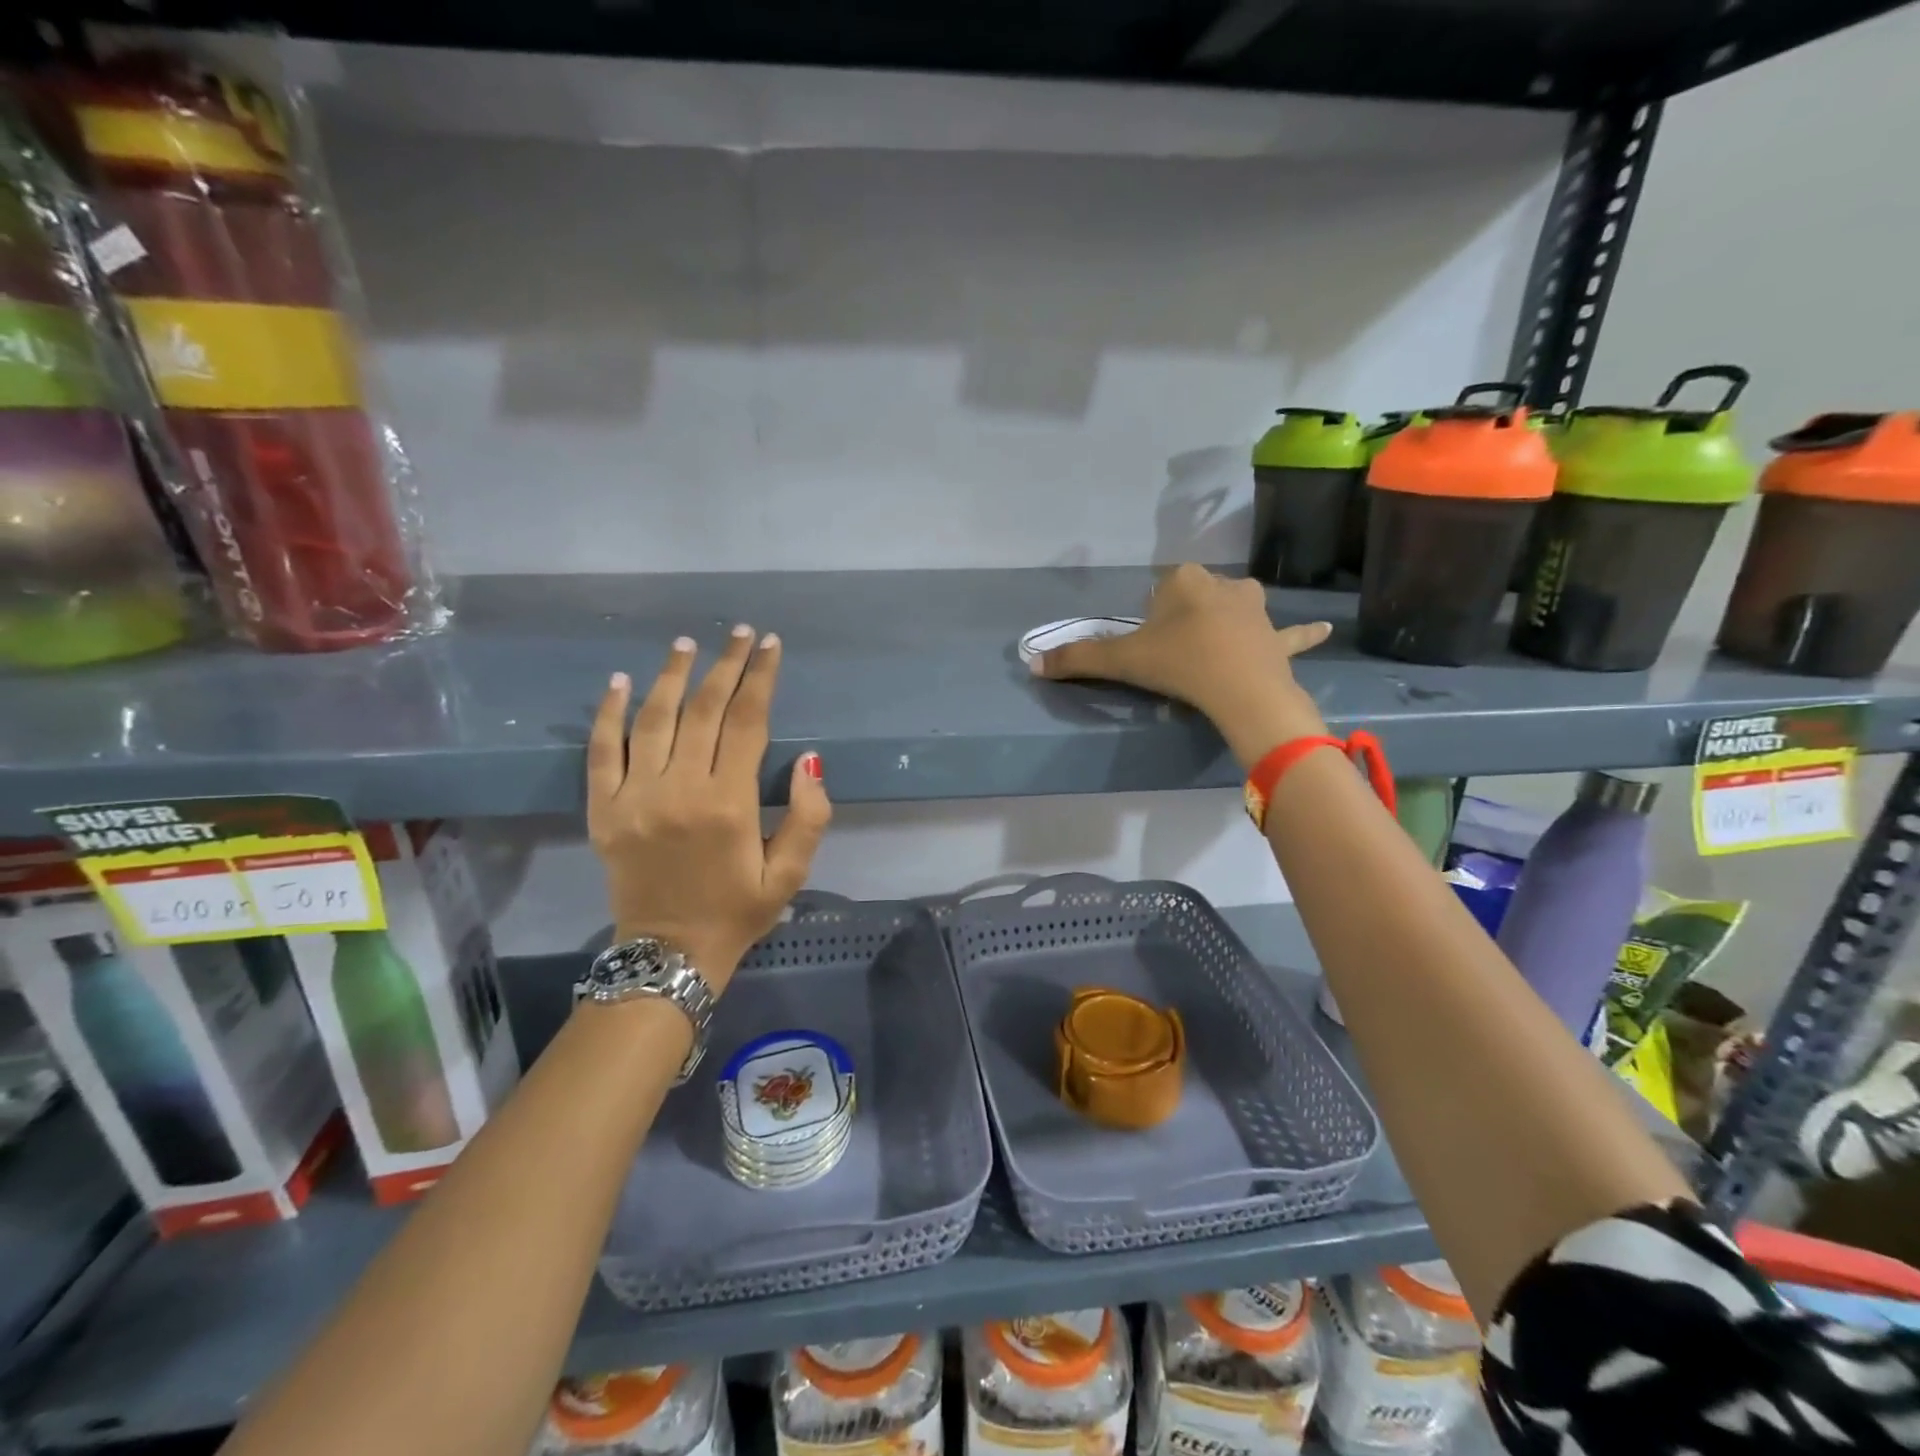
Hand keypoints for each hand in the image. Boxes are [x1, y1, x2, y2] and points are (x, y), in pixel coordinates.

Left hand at [587, 625, 832, 990]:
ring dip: (672, 675)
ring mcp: (635, 797)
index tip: (770, 646)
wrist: (668, 955)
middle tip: (740, 633)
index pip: (747, 722)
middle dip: (726, 665)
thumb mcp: (790, 874)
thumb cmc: (738, 912)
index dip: (761, 679)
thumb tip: (809, 760)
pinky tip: (622, 682)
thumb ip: (808, 817)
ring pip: (653, 719)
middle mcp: (680, 790)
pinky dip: (610, 713)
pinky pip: (601, 751)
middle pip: (703, 710)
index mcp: (729, 804)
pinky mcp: (604, 809)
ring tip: (688, 643)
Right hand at [1031, 564, 1330, 768]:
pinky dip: (1303, 633)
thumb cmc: (1179, 665)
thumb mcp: (1122, 662)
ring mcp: (1256, 609)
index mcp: (1184, 581)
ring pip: (1237, 606)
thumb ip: (1076, 659)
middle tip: (1174, 655)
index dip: (1150, 619)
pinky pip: (1293, 633)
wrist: (1239, 690)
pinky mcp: (1279, 637)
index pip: (1159, 590)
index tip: (1149, 648)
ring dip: (1228, 619)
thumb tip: (1032, 663)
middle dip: (1185, 618)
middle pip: (1195, 596)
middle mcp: (1222, 584)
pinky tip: (1325, 629)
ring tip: (1216, 647)